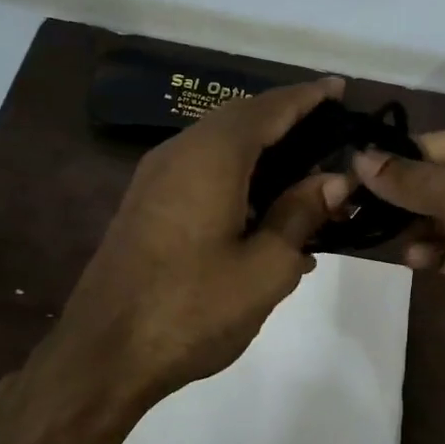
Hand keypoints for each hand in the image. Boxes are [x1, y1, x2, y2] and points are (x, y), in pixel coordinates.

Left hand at [54, 77, 353, 407]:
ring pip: (219, 146)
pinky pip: (202, 171)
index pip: (268, 109)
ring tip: (306, 172)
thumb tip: (334, 180)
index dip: (308, 97)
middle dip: (286, 119)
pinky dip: (239, 176)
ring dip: (263, 151)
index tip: (340, 88)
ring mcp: (155, 179)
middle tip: (330, 130)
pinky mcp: (146, 206)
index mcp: (211, 157)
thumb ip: (301, 215)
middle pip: (241, 119)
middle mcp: (179, 153)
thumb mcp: (265, 268)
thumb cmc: (193, 310)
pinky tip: (265, 213)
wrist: (104, 355)